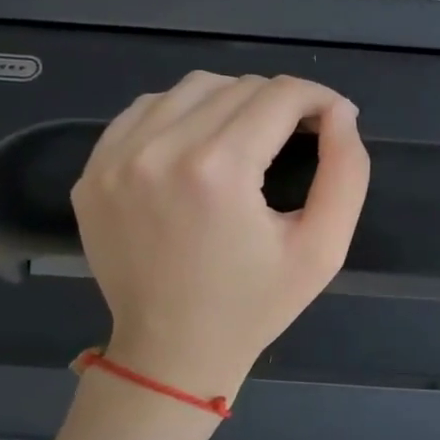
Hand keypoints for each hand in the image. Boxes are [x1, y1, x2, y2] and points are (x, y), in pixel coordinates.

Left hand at [71, 72, 369, 403]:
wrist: (171, 352)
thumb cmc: (255, 304)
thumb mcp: (323, 248)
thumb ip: (346, 172)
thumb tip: (341, 112)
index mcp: (218, 170)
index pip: (280, 95)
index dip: (319, 98)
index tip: (334, 118)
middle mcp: (159, 150)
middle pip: (238, 86)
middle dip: (281, 102)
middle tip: (299, 135)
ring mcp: (116, 158)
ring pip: (191, 88)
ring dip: (233, 101)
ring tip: (251, 138)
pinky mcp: (93, 170)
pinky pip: (146, 110)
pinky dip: (183, 114)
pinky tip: (201, 145)